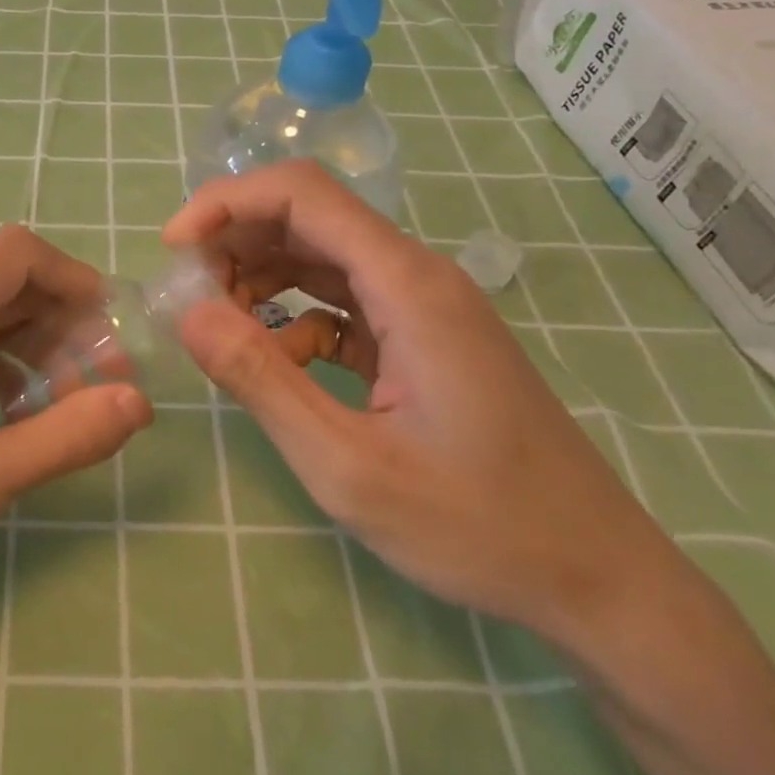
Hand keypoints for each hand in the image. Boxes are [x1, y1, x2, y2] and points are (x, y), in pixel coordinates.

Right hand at [164, 160, 682, 648]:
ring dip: (262, 276)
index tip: (174, 247)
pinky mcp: (424, 337)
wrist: (600, 580)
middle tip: (190, 295)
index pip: (302, 194)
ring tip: (220, 324)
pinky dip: (297, 315)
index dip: (227, 203)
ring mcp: (425, 305)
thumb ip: (262, 380)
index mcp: (406, 284)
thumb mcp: (348, 466)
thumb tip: (188, 312)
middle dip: (236, 241)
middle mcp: (417, 275)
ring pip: (323, 256)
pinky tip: (280, 362)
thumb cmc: (478, 526)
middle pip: (308, 216)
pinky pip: (345, 300)